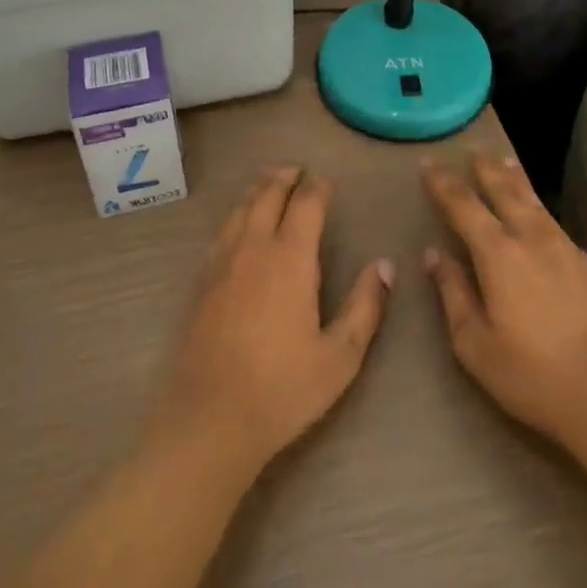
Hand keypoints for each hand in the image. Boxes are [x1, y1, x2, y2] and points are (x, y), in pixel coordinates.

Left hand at [148, 167, 394, 476]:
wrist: (210, 417)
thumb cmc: (282, 388)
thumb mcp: (340, 356)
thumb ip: (365, 306)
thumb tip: (385, 265)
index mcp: (291, 257)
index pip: (306, 203)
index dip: (319, 186)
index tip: (328, 181)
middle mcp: (254, 246)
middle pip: (268, 194)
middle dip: (285, 177)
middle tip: (298, 170)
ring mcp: (222, 260)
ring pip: (241, 207)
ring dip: (258, 189)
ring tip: (270, 183)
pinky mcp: (202, 279)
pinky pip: (223, 229)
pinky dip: (238, 212)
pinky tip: (241, 224)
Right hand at [422, 155, 586, 463]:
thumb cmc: (533, 375)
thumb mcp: (475, 343)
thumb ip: (453, 293)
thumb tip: (435, 255)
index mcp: (497, 253)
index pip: (463, 205)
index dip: (443, 183)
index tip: (428, 164)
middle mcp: (531, 239)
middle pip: (504, 191)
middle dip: (484, 169)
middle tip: (472, 151)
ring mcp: (566, 249)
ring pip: (534, 202)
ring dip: (515, 179)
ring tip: (505, 163)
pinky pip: (555, 222)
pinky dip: (539, 206)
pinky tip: (540, 214)